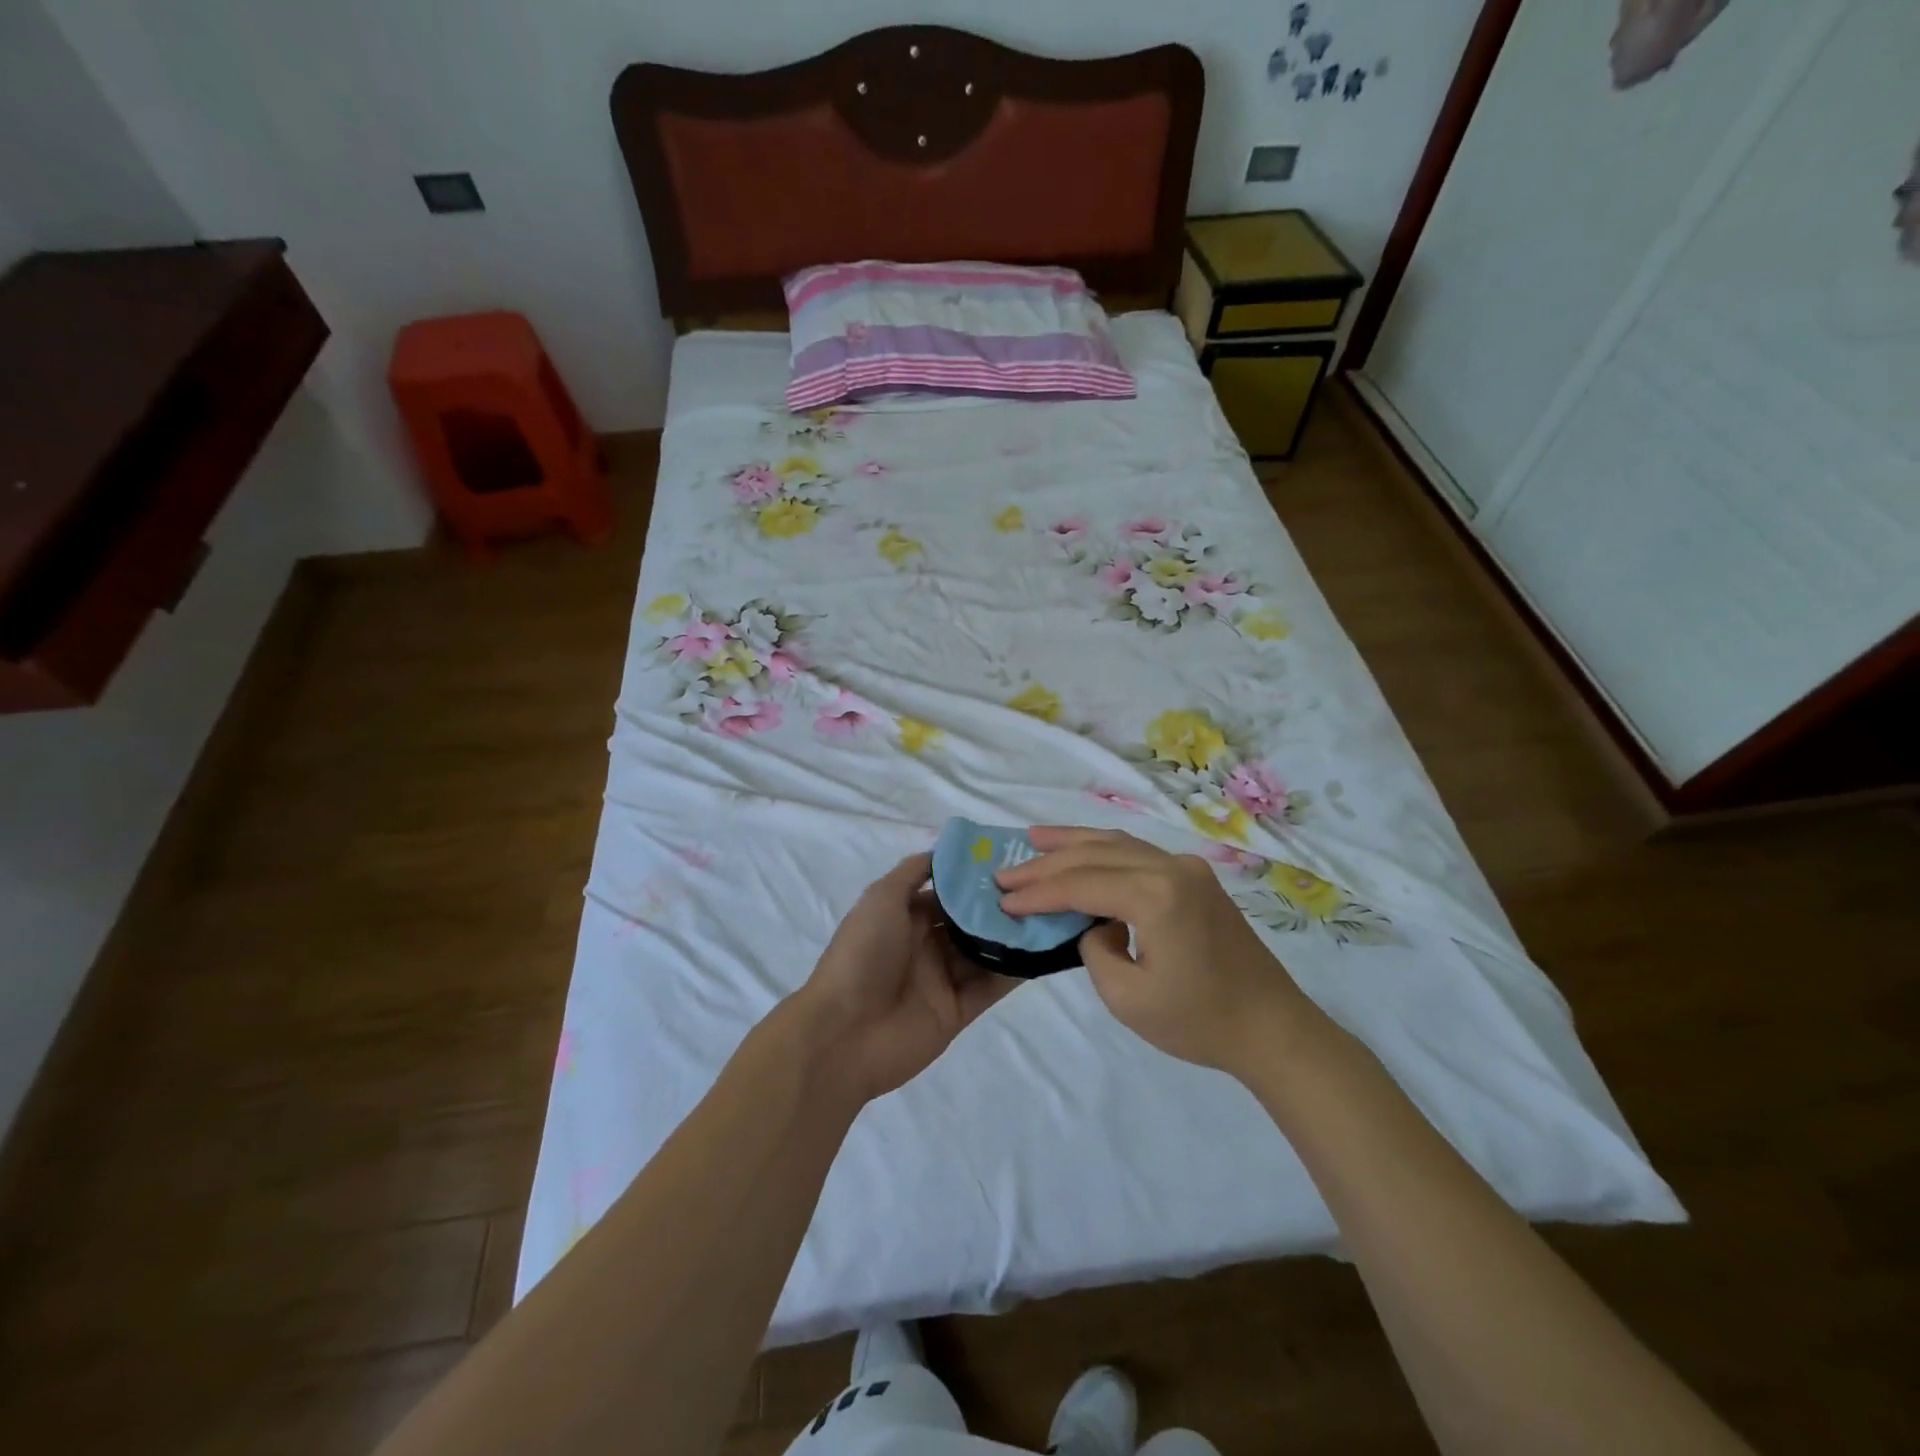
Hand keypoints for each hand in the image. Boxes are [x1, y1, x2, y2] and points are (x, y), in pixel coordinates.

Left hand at [797, 852, 1019, 1103]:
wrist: (845, 1032)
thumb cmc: (863, 954)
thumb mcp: (881, 898)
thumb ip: (913, 872)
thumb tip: (944, 853)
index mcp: (904, 917)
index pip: (947, 892)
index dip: (974, 878)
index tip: (1011, 862)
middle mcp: (925, 945)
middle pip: (968, 921)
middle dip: (998, 905)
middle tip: (1039, 886)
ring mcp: (943, 979)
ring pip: (984, 951)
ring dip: (1011, 935)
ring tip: (1050, 913)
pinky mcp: (958, 1011)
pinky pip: (992, 986)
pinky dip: (1015, 970)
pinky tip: (1043, 951)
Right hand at [997, 827, 1319, 1076]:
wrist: (1272, 1028)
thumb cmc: (1200, 1021)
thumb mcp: (1128, 997)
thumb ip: (1095, 949)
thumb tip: (1095, 924)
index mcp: (1157, 895)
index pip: (1081, 884)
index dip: (1038, 893)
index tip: (1003, 901)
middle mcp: (1172, 867)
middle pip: (1095, 855)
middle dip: (1047, 864)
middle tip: (1006, 872)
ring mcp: (1187, 868)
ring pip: (1116, 844)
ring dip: (1072, 844)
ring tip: (1033, 840)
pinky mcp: (1194, 877)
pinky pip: (1136, 854)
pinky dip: (1102, 851)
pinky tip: (1081, 850)